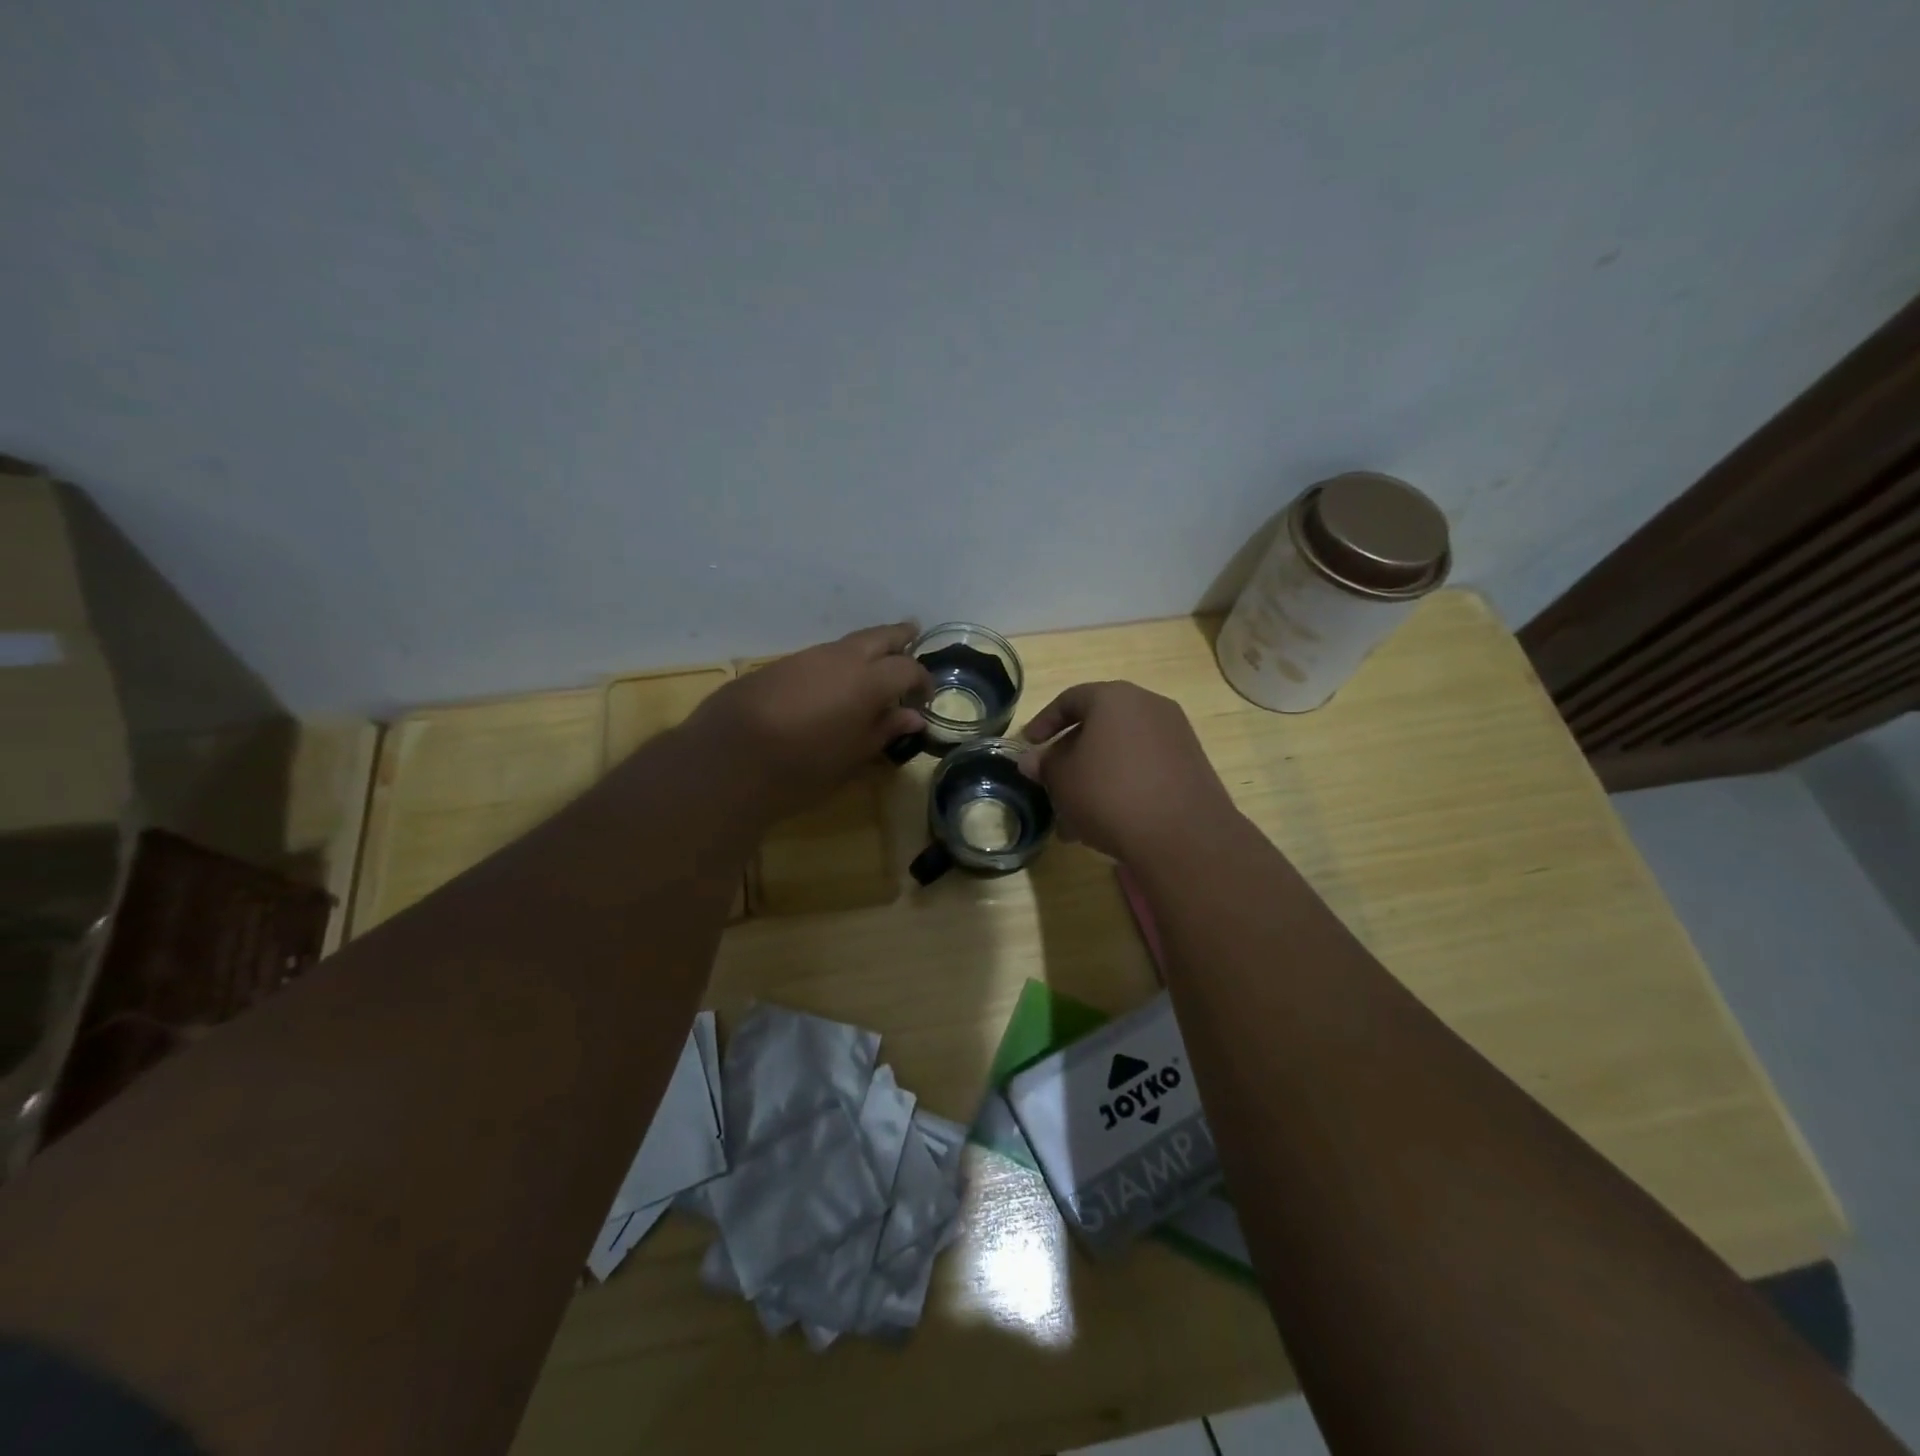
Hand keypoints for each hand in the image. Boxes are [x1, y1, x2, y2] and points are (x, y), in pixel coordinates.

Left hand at [687, 623, 930, 821]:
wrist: (727, 759)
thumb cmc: (802, 767)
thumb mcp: (852, 757)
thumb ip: (884, 730)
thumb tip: (912, 716)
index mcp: (868, 680)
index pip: (907, 669)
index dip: (922, 679)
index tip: (924, 697)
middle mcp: (840, 658)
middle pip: (879, 636)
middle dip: (898, 636)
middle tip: (912, 634)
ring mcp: (806, 658)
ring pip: (846, 644)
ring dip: (865, 649)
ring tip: (873, 664)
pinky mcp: (778, 666)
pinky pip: (819, 657)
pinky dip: (836, 663)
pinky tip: (832, 683)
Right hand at [1018, 681, 1236, 861]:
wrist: (1183, 835)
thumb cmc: (1109, 794)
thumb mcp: (1062, 780)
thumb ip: (1044, 765)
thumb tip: (1032, 760)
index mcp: (1114, 698)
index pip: (1069, 699)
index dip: (1043, 723)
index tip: (1028, 747)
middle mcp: (1149, 706)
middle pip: (1097, 726)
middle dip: (1070, 758)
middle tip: (1052, 787)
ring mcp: (1175, 735)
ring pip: (1120, 752)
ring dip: (1095, 778)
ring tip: (1076, 820)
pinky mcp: (1191, 765)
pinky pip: (1145, 768)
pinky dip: (1123, 786)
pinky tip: (1109, 822)